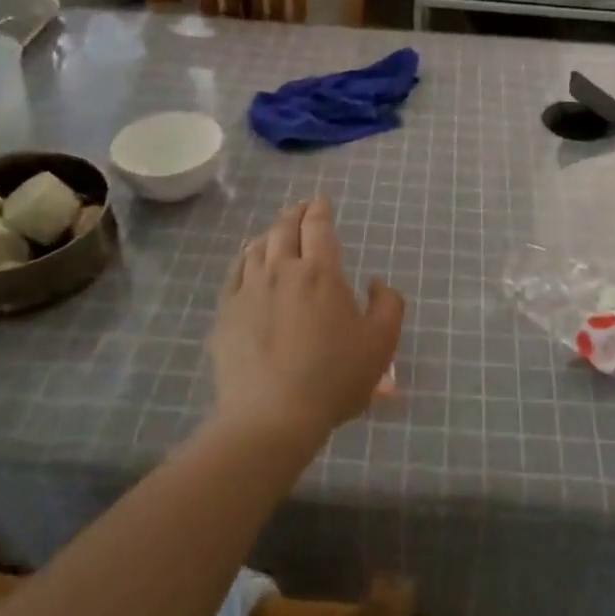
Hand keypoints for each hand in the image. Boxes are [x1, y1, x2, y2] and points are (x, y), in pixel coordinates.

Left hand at [207, 196, 404, 448]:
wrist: (271, 415)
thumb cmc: (334, 377)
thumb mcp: (381, 344)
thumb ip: (388, 305)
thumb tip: (377, 282)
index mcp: (321, 272)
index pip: (319, 227)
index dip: (320, 209)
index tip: (321, 200)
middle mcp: (283, 270)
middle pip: (285, 228)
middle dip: (295, 213)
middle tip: (300, 207)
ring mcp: (249, 289)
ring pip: (257, 247)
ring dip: (270, 232)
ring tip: (275, 231)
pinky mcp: (226, 312)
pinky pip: (234, 272)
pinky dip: (244, 257)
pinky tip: (248, 260)